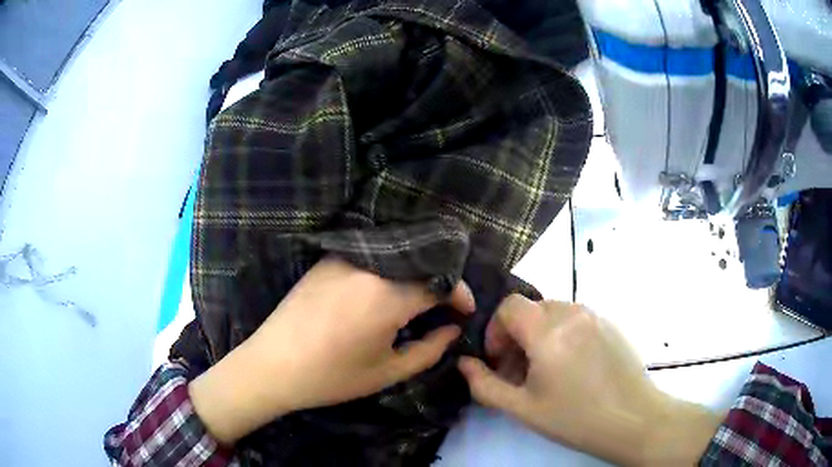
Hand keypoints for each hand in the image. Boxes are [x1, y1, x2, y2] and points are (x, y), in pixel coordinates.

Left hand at [189, 257, 474, 444]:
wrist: (272, 365)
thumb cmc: (331, 377)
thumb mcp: (387, 371)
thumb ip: (429, 349)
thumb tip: (453, 330)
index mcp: (387, 295)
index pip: (439, 281)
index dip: (459, 294)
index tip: (465, 311)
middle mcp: (369, 266)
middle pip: (420, 262)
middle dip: (440, 282)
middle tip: (444, 307)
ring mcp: (345, 258)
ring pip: (396, 256)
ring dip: (415, 274)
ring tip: (418, 301)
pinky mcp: (328, 259)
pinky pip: (371, 256)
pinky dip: (389, 269)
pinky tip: (385, 291)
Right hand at [458, 296, 720, 465]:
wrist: (633, 418)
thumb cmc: (574, 418)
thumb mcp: (522, 408)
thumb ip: (484, 384)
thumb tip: (464, 363)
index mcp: (548, 331)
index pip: (509, 306)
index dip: (496, 330)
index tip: (499, 359)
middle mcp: (571, 313)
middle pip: (530, 309)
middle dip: (516, 336)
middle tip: (520, 371)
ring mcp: (595, 315)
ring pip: (553, 312)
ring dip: (539, 335)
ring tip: (546, 371)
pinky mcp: (610, 322)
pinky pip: (575, 318)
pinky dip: (562, 334)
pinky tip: (573, 367)